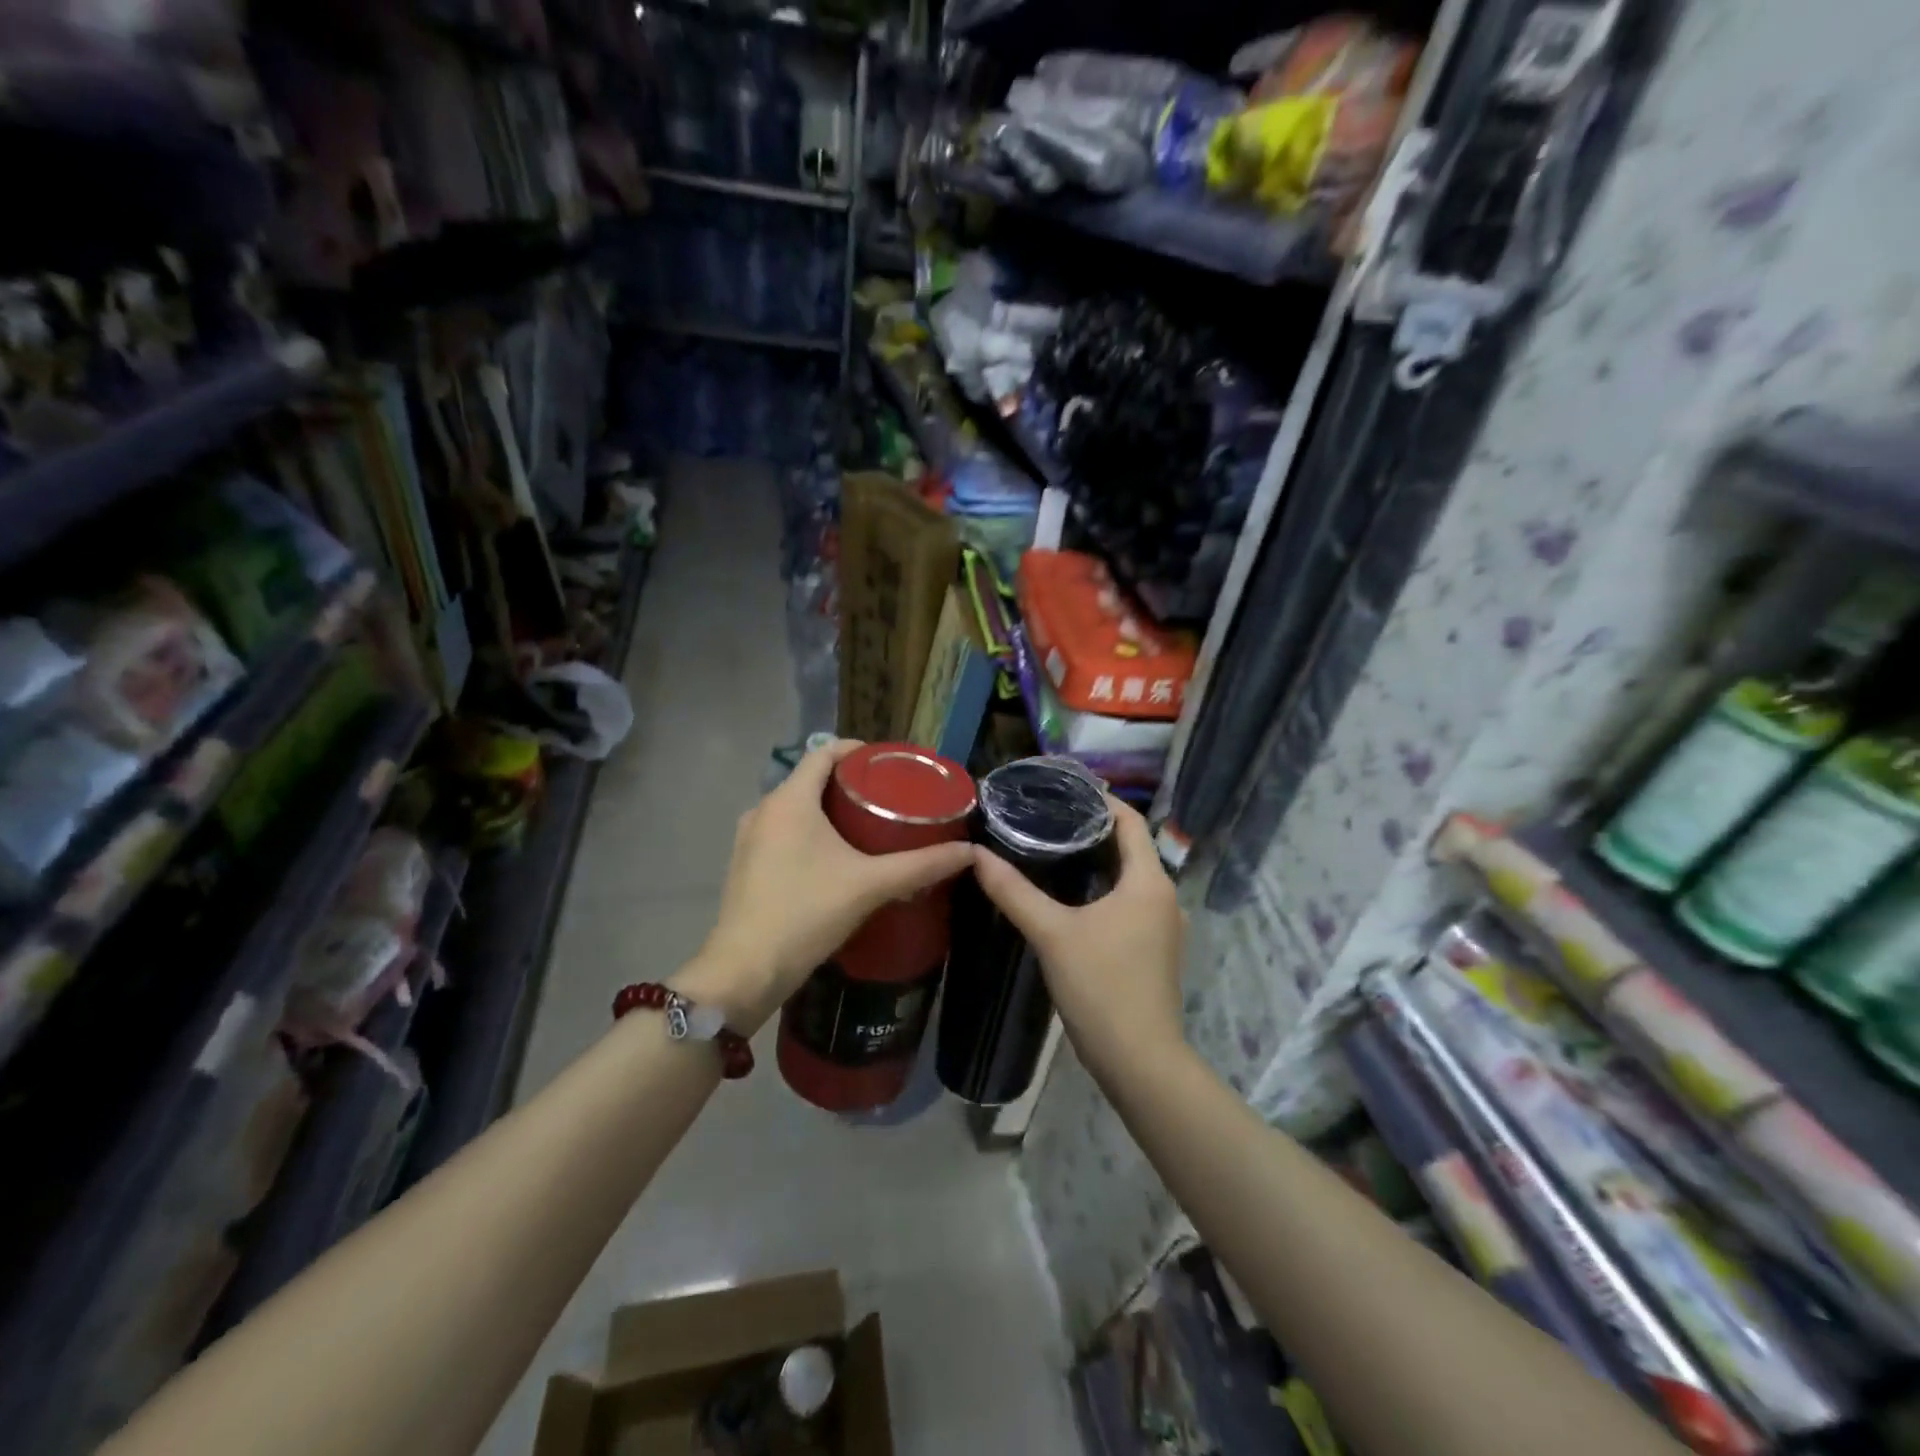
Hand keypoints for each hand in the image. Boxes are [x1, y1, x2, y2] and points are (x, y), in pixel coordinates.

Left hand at [688, 739, 973, 1031]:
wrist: (746, 970)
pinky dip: (809, 831)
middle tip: (890, 797)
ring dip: (828, 809)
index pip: (823, 751)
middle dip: (849, 782)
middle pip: (811, 779)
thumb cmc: (807, 913)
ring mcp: (749, 837)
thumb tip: (971, 851)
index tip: (890, 764)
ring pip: (795, 807)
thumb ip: (922, 865)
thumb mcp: (871, 885)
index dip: (858, 751)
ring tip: (868, 825)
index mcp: (790, 800)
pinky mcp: (745, 863)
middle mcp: (764, 809)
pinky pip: (783, 831)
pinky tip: (835, 857)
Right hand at [969, 796, 1185, 1067]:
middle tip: (1048, 818)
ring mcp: (1164, 926)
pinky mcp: (1155, 950)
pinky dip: (1105, 890)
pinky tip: (1072, 898)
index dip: (1102, 801)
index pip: (1131, 822)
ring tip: (1054, 851)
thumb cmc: (1101, 986)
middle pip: (1131, 848)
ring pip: (1131, 878)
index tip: (1064, 790)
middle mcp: (1165, 897)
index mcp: (1149, 881)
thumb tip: (976, 855)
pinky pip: (1131, 903)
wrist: (1139, 1060)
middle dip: (1093, 830)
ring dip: (1099, 862)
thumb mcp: (1052, 933)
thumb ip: (1013, 892)